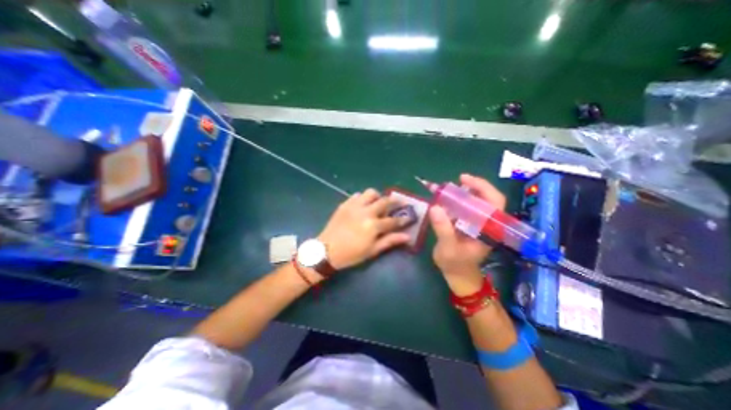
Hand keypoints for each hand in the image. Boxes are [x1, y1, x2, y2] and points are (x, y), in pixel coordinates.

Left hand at [318, 189, 413, 272]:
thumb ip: (390, 241)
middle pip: (384, 201)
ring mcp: (354, 206)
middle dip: (394, 201)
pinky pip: (356, 195)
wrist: (326, 251)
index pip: (392, 220)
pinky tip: (362, 206)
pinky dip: (362, 198)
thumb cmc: (351, 254)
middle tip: (398, 203)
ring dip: (377, 197)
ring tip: (377, 204)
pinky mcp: (344, 204)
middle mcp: (365, 212)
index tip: (408, 217)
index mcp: (373, 225)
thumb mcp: (372, 250)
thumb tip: (407, 237)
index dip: (402, 219)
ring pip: (370, 193)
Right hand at [430, 174, 506, 292]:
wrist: (458, 275)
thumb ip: (443, 229)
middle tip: (456, 181)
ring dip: (465, 193)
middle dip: (473, 186)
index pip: (495, 203)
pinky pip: (467, 208)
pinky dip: (458, 201)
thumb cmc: (455, 264)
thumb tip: (435, 207)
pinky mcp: (471, 224)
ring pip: (477, 202)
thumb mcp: (448, 248)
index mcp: (489, 229)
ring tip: (448, 190)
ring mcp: (479, 224)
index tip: (464, 179)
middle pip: (487, 199)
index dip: (483, 187)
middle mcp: (487, 224)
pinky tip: (446, 200)